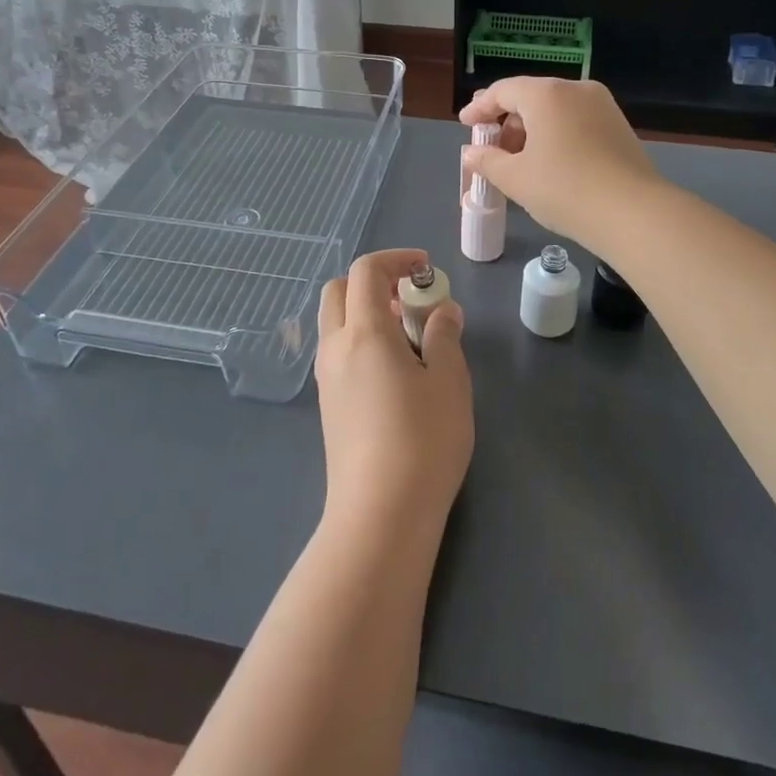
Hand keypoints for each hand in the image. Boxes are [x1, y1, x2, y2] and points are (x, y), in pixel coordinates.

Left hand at [315, 248, 472, 536]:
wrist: (380, 516)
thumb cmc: (422, 441)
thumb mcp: (449, 382)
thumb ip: (444, 336)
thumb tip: (442, 310)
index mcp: (363, 333)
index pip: (365, 271)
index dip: (396, 259)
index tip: (426, 271)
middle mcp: (335, 348)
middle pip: (338, 291)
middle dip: (373, 282)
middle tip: (410, 300)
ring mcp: (326, 379)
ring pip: (335, 323)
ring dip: (365, 312)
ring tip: (409, 338)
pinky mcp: (328, 406)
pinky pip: (338, 352)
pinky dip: (361, 340)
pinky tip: (395, 372)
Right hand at [459, 77, 662, 254]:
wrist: (633, 214)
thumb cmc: (564, 189)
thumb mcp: (516, 178)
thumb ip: (487, 161)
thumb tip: (471, 153)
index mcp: (546, 94)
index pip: (503, 91)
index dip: (480, 108)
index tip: (465, 125)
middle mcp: (576, 90)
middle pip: (531, 97)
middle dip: (506, 121)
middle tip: (489, 146)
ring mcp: (602, 106)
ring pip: (555, 110)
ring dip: (531, 130)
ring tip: (516, 160)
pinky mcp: (619, 127)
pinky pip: (576, 121)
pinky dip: (555, 135)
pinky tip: (548, 162)